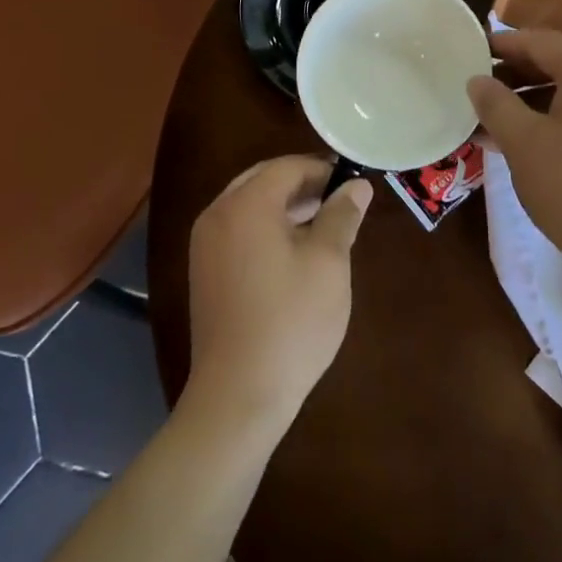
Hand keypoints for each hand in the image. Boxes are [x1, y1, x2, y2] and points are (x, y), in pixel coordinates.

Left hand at [186, 155, 371, 433]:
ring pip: (250, 206)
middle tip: (340, 202)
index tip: (353, 184)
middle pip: (264, 181)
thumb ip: (342, 216)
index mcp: (245, 204)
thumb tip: (356, 186)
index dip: (323, 170)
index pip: (287, 167)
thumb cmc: (291, 322)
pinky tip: (295, 253)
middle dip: (303, 186)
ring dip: (285, 207)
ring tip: (324, 226)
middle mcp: (217, 214)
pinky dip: (266, 229)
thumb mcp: (329, 263)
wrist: (238, 395)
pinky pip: (238, 231)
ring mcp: (205, 245)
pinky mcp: (204, 272)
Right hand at [467, 30, 561, 288]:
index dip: (505, 44)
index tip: (473, 52)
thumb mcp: (523, 143)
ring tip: (492, 123)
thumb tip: (478, 81)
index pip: (543, 42)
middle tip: (479, 89)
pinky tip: (524, 146)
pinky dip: (552, 122)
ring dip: (530, 103)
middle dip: (515, 75)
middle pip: (559, 66)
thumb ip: (495, 104)